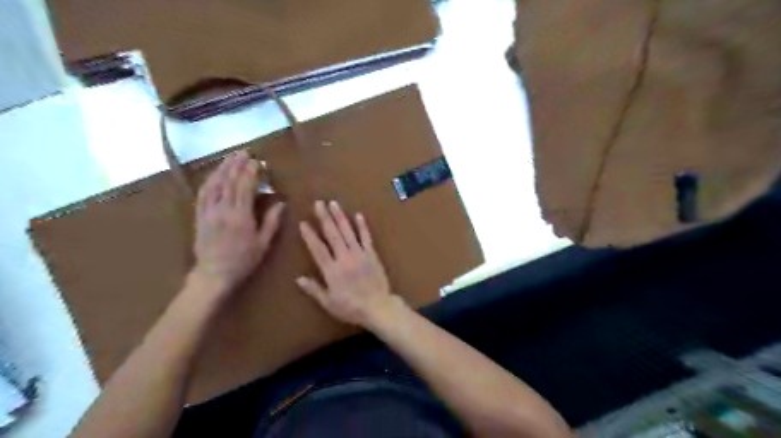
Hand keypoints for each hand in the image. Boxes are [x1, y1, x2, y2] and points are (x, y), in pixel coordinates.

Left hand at [191, 149, 284, 295]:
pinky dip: (209, 180)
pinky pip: (202, 193)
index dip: (250, 172)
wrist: (213, 274)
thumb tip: (281, 202)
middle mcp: (223, 210)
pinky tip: (214, 174)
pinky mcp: (199, 216)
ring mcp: (208, 212)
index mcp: (241, 216)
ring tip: (230, 157)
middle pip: (229, 181)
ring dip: (222, 168)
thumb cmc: (243, 261)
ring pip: (214, 184)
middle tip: (244, 152)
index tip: (257, 161)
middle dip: (236, 165)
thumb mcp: (263, 244)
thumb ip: (272, 221)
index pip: (245, 187)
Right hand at [296, 200, 399, 327]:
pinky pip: (366, 237)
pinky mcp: (372, 254)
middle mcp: (344, 258)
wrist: (378, 307)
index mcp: (331, 270)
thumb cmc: (351, 307)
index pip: (318, 249)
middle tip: (318, 203)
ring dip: (340, 217)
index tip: (303, 223)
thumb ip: (314, 289)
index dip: (310, 235)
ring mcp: (359, 254)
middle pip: (332, 234)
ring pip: (348, 232)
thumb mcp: (328, 303)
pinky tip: (358, 215)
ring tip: (333, 203)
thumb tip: (298, 278)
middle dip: (324, 218)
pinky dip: (362, 226)